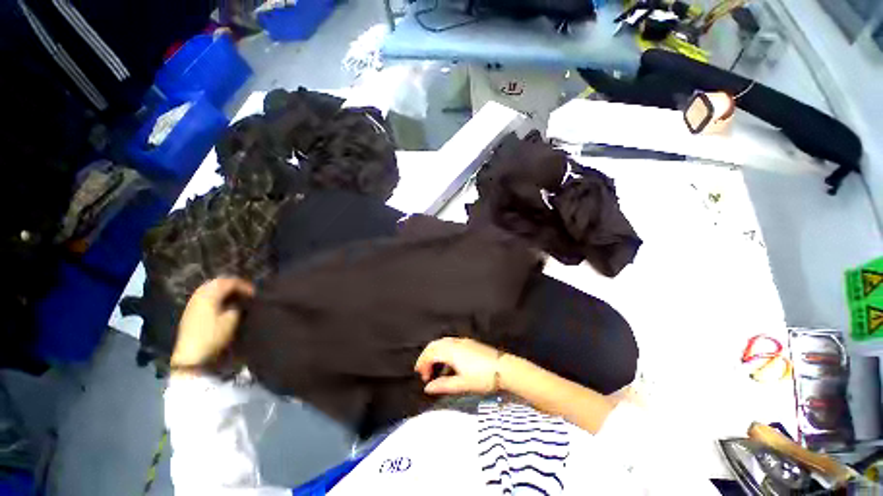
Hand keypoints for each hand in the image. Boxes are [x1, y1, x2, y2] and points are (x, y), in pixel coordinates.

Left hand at [171, 277, 254, 369]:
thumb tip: (238, 301)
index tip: (255, 293)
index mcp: (210, 295)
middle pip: (218, 281)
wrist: (191, 355)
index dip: (244, 285)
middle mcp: (199, 295)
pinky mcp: (190, 311)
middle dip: (233, 284)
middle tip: (246, 291)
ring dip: (223, 288)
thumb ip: (237, 306)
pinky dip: (215, 294)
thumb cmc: (213, 336)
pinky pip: (204, 295)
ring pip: (210, 287)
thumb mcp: (231, 320)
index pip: (229, 282)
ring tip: (235, 295)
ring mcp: (193, 303)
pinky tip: (222, 302)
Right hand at [414, 337, 502, 394]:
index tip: (423, 379)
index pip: (430, 354)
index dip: (423, 364)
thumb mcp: (462, 384)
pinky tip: (449, 364)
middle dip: (426, 357)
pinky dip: (444, 351)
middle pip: (434, 345)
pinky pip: (451, 343)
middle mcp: (455, 343)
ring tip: (435, 369)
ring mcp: (463, 341)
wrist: (504, 368)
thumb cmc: (483, 377)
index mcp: (451, 351)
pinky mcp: (470, 343)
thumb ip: (443, 385)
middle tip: (425, 372)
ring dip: (435, 353)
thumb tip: (427, 388)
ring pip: (443, 342)